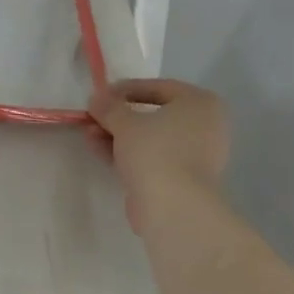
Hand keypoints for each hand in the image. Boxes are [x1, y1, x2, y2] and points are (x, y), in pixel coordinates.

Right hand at [87, 79, 229, 232]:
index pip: (158, 88)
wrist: (173, 206)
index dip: (125, 89)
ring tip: (89, 134)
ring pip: (151, 138)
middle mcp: (204, 126)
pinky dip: (128, 153)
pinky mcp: (182, 179)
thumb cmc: (155, 150)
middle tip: (93, 116)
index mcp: (200, 103)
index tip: (100, 95)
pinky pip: (152, 158)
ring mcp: (195, 155)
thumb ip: (109, 106)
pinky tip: (99, 150)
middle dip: (119, 116)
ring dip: (118, 135)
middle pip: (154, 115)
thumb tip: (97, 98)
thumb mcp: (125, 122)